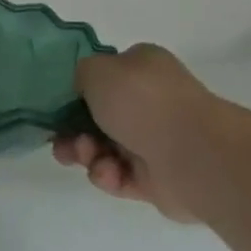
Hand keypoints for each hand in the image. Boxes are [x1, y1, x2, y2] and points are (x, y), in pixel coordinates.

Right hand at [52, 44, 220, 222]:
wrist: (194, 155)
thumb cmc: (143, 102)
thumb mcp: (97, 70)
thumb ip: (79, 74)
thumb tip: (84, 91)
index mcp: (142, 70)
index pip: (102, 77)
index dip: (75, 93)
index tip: (56, 107)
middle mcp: (151, 103)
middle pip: (95, 117)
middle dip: (73, 130)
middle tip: (62, 140)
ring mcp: (155, 142)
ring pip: (102, 148)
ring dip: (85, 153)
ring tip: (88, 156)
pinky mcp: (155, 180)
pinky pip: (117, 176)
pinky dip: (107, 175)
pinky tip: (110, 173)